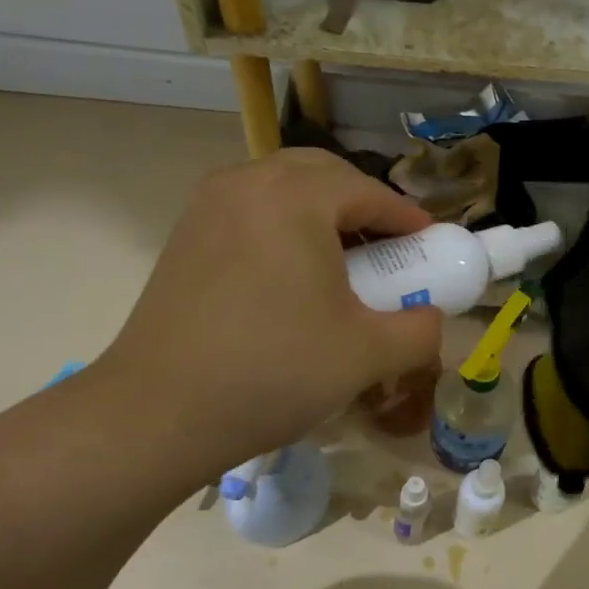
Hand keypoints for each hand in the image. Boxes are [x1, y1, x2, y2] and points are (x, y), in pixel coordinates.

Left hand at [97, 148, 441, 477]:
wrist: (157, 413)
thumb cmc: (273, 371)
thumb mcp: (367, 354)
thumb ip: (420, 330)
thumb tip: (431, 318)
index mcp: (294, 197)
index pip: (368, 191)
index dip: (407, 219)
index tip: (431, 245)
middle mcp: (247, 183)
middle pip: (323, 175)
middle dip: (363, 204)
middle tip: (388, 248)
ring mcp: (207, 207)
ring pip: (281, 189)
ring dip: (321, 213)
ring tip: (342, 262)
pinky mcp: (184, 236)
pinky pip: (250, 212)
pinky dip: (283, 227)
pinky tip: (292, 277)